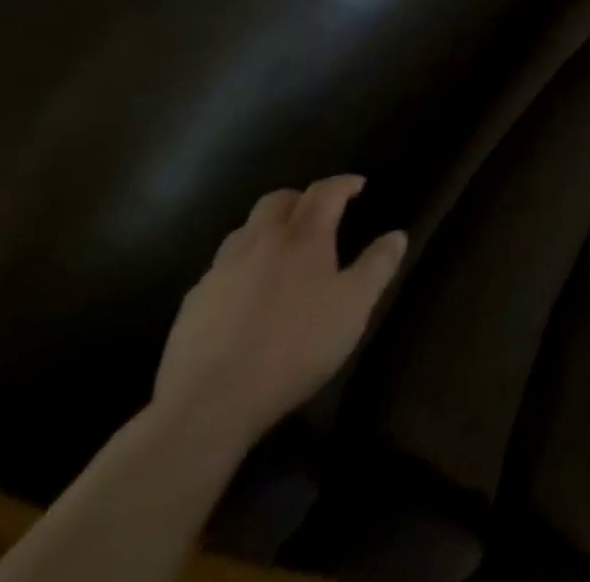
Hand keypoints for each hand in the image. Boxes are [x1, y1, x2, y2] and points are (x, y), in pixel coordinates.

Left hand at [151, 175, 407, 447]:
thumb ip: (378, 266)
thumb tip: (397, 235)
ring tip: (282, 251)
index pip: (325, 191)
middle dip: (301, 199)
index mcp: (303, 237)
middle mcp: (260, 242)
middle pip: (278, 201)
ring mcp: (220, 272)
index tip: (359, 186)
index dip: (343, 183)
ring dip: (267, 230)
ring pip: (244, 231)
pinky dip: (240, 266)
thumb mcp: (354, 307)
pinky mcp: (192, 304)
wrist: (208, 405)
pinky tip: (246, 295)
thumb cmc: (295, 347)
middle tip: (318, 214)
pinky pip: (220, 269)